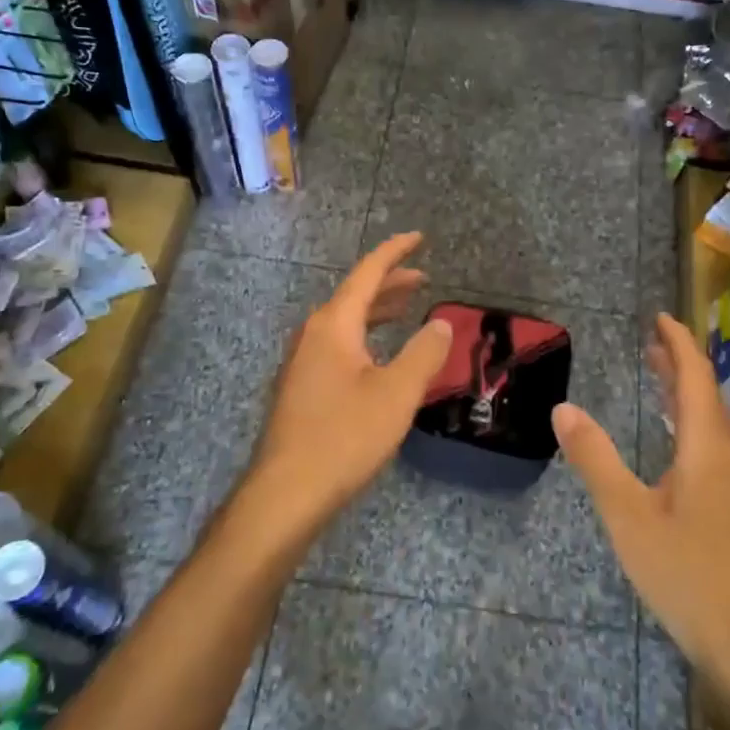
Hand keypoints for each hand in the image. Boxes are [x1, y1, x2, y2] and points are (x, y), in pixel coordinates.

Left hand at [242, 233, 451, 546]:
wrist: (287, 492)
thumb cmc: (345, 436)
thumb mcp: (397, 393)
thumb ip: (424, 353)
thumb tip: (442, 322)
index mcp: (334, 325)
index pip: (367, 274)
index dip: (395, 253)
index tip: (419, 237)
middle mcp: (314, 334)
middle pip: (355, 296)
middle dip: (390, 283)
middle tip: (423, 277)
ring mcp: (303, 362)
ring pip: (345, 322)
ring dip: (377, 311)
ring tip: (407, 309)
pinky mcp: (302, 387)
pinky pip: (338, 344)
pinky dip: (365, 336)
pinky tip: (379, 355)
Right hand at [554, 313, 729, 708]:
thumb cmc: (687, 575)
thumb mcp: (628, 515)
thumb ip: (596, 459)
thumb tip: (563, 408)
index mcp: (708, 448)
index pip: (697, 377)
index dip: (679, 343)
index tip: (660, 317)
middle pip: (710, 397)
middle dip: (681, 367)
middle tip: (652, 346)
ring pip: (718, 426)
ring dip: (690, 398)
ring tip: (661, 386)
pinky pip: (721, 451)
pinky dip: (697, 429)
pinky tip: (682, 451)